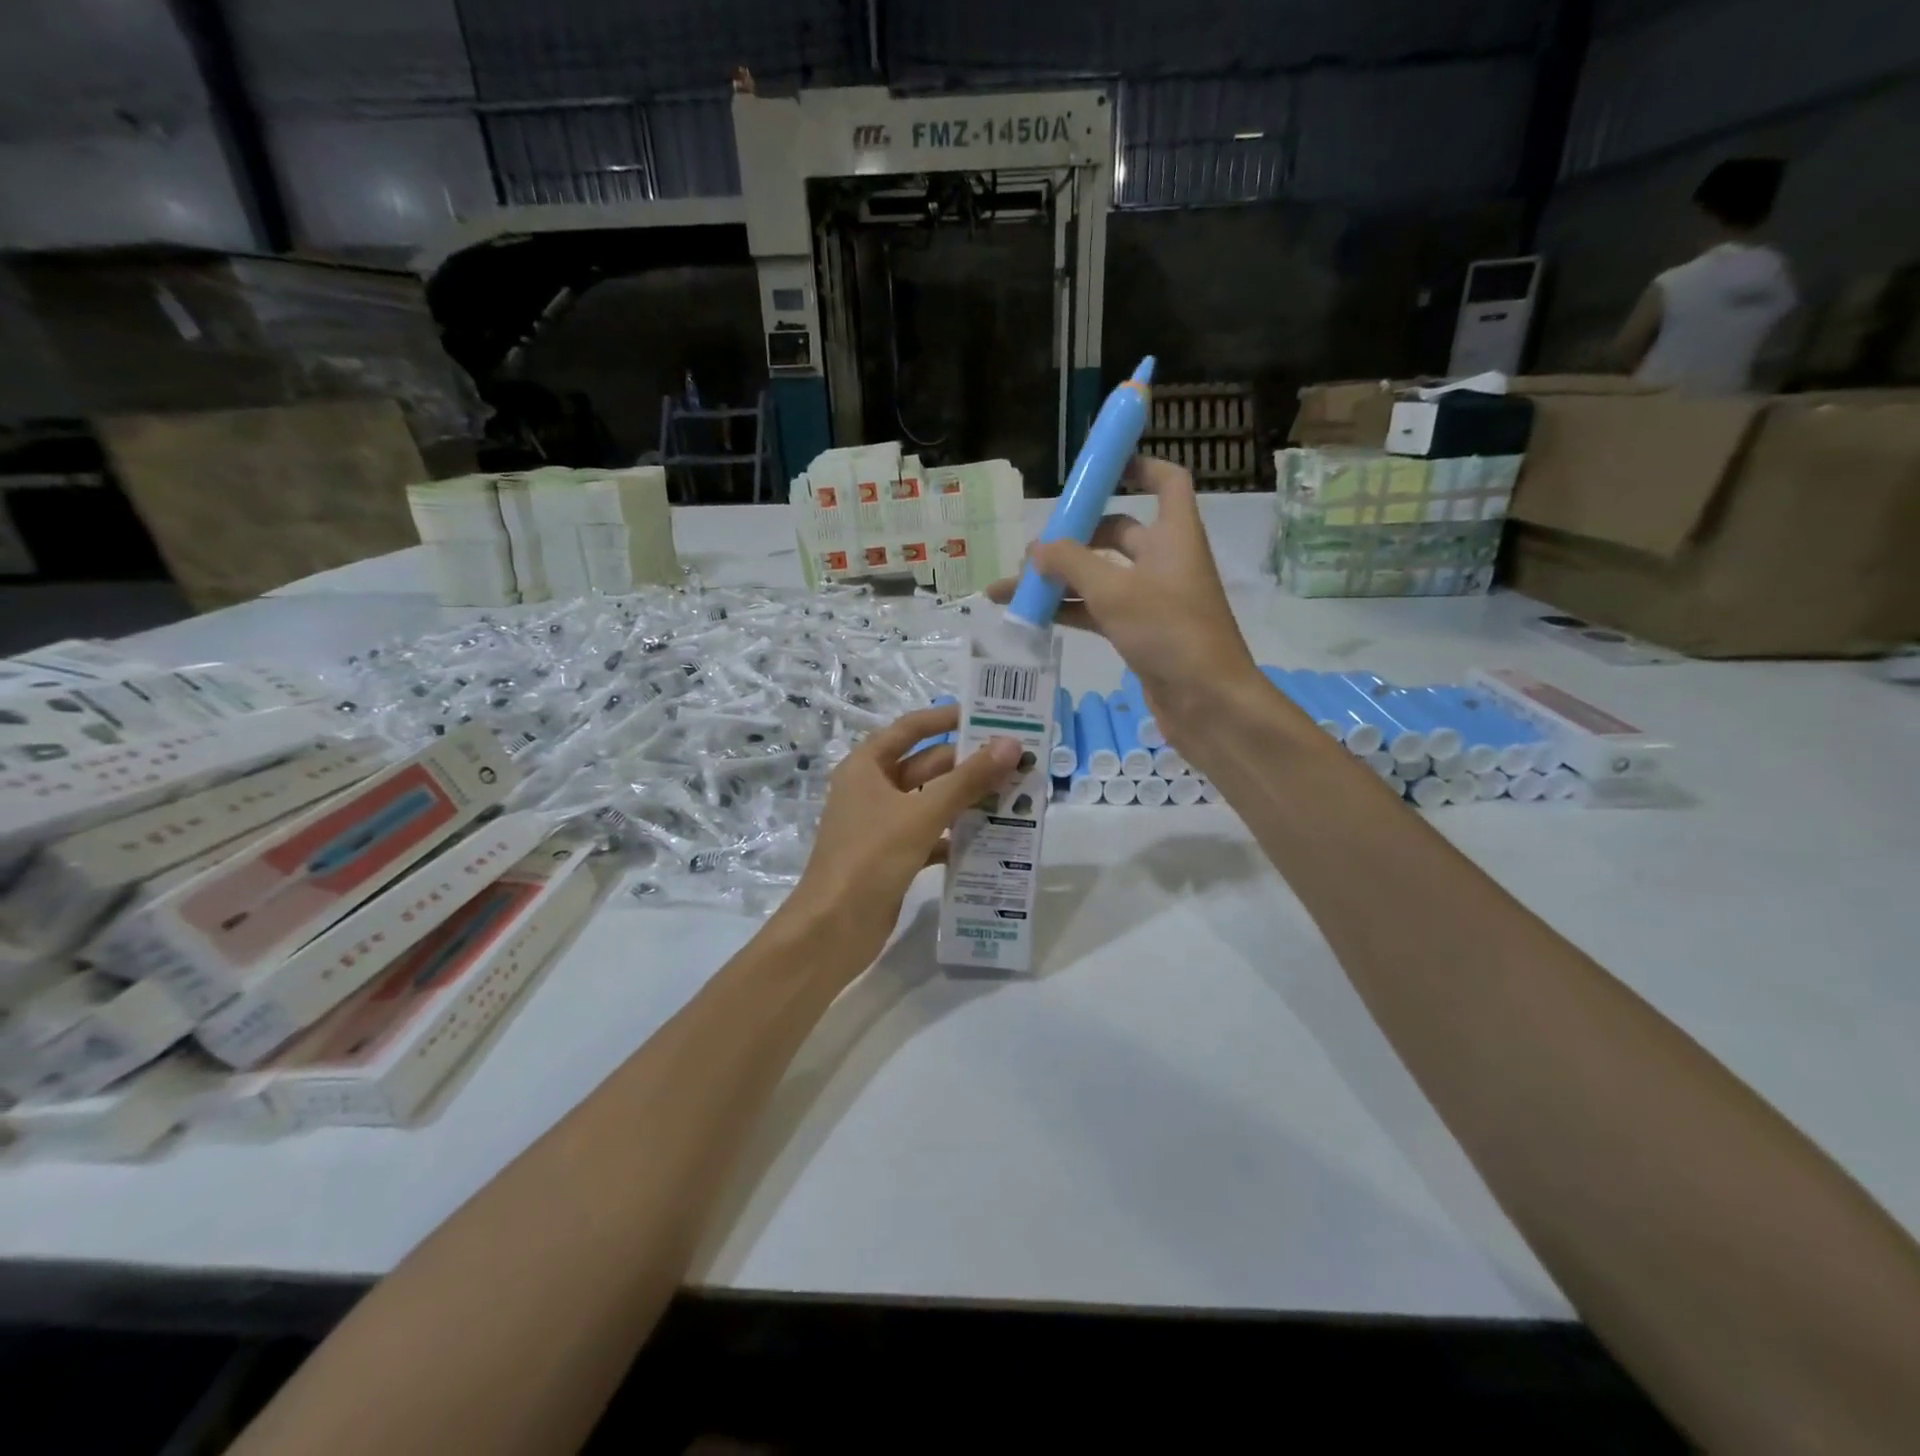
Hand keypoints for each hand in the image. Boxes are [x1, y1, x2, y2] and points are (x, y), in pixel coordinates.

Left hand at [783, 705, 1019, 970]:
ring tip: (1015, 795)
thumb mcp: (922, 814)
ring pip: (932, 801)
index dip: (946, 718)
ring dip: (967, 800)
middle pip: (926, 765)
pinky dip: (956, 835)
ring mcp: (882, 825)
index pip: (910, 729)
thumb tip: (1010, 744)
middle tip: (1016, 761)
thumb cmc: (871, 858)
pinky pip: (931, 835)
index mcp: (867, 767)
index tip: (987, 715)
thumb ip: (968, 779)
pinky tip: (992, 839)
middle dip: (968, 763)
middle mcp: (872, 790)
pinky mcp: (894, 856)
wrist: (833, 929)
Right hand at [986, 456, 1262, 741]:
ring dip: (1060, 580)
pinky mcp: (1140, 632)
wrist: (1207, 703)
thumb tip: (1036, 549)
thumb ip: (1071, 564)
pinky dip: (1069, 610)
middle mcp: (1164, 561)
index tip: (1098, 468)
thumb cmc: (1170, 632)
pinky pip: (1098, 610)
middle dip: (1073, 538)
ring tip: (1011, 588)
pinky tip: (1032, 616)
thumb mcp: (1115, 591)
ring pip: (1100, 575)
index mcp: (1173, 535)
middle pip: (1117, 532)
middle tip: (1031, 552)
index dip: (1137, 465)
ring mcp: (1152, 599)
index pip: (1166, 481)